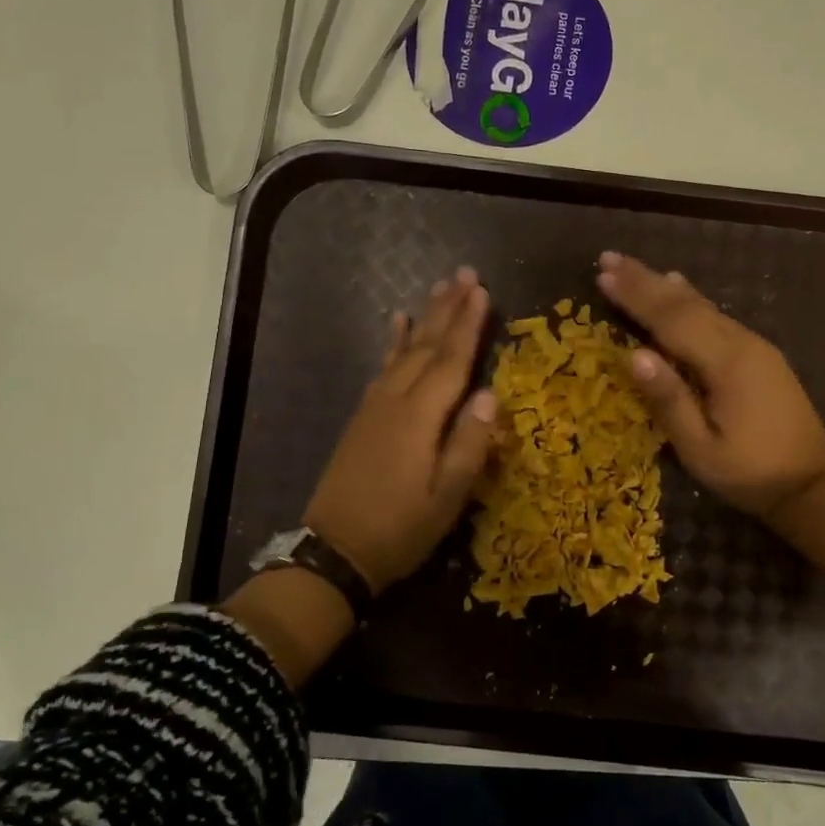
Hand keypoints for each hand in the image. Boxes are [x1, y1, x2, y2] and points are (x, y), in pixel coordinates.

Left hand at [303, 268, 498, 592]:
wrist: (334, 551)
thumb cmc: (399, 529)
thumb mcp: (446, 498)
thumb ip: (469, 445)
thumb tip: (490, 394)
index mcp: (419, 417)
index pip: (451, 361)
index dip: (469, 325)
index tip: (483, 291)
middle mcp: (395, 400)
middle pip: (427, 345)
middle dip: (448, 308)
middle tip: (466, 274)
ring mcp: (375, 406)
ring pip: (405, 350)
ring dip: (424, 317)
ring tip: (439, 288)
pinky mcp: (363, 416)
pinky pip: (383, 366)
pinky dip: (394, 342)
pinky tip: (397, 324)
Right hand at [595, 252, 824, 521]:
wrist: (813, 483)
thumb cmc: (750, 472)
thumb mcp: (700, 448)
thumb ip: (669, 400)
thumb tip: (634, 355)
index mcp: (726, 364)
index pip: (671, 320)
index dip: (635, 296)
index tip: (602, 274)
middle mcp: (741, 343)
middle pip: (686, 304)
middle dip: (644, 280)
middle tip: (608, 257)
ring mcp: (754, 346)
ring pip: (702, 305)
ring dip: (663, 285)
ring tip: (632, 268)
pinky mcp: (759, 354)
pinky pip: (716, 316)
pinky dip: (689, 299)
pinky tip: (679, 287)